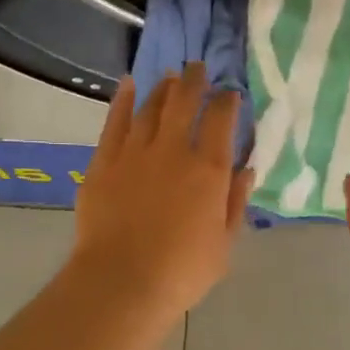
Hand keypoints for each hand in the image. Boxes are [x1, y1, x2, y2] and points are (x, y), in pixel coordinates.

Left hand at [71, 64, 254, 316]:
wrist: (121, 282)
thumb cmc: (181, 271)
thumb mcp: (224, 243)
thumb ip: (235, 202)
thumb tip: (245, 169)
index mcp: (208, 170)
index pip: (220, 121)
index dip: (227, 102)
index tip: (230, 94)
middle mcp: (173, 150)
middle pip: (184, 103)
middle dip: (195, 81)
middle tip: (199, 67)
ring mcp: (134, 152)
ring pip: (151, 107)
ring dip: (163, 88)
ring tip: (171, 76)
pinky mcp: (104, 161)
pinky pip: (115, 121)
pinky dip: (123, 100)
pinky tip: (128, 84)